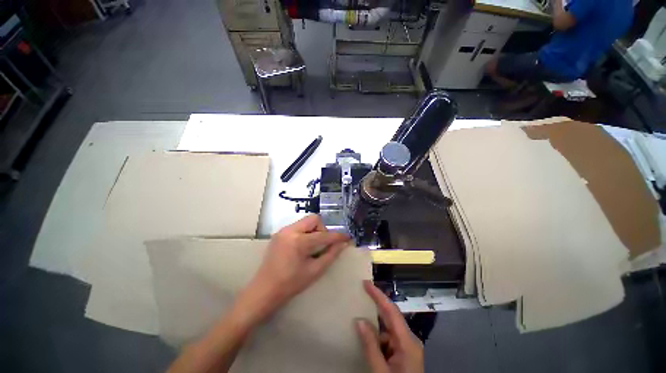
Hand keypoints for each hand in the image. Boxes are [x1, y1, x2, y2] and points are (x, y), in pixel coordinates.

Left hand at [238, 215, 350, 323]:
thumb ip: (330, 255)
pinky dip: (305, 233)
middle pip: (314, 219)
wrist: (264, 290)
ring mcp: (283, 231)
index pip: (323, 235)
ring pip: (305, 221)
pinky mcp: (279, 233)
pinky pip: (298, 226)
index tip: (347, 237)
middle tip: (323, 244)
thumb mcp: (314, 271)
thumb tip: (343, 244)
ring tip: (312, 246)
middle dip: (322, 229)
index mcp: (298, 241)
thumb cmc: (291, 284)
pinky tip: (303, 246)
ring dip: (314, 231)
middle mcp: (290, 230)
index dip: (337, 236)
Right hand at [356, 281, 423, 372]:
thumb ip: (371, 346)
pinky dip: (378, 337)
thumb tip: (359, 321)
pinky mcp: (405, 353)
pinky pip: (389, 339)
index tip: (366, 283)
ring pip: (389, 329)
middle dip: (376, 304)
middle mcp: (410, 340)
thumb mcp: (381, 372)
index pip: (391, 311)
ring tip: (360, 317)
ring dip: (376, 325)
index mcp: (407, 342)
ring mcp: (408, 347)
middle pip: (391, 317)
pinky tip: (369, 341)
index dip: (378, 295)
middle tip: (362, 292)